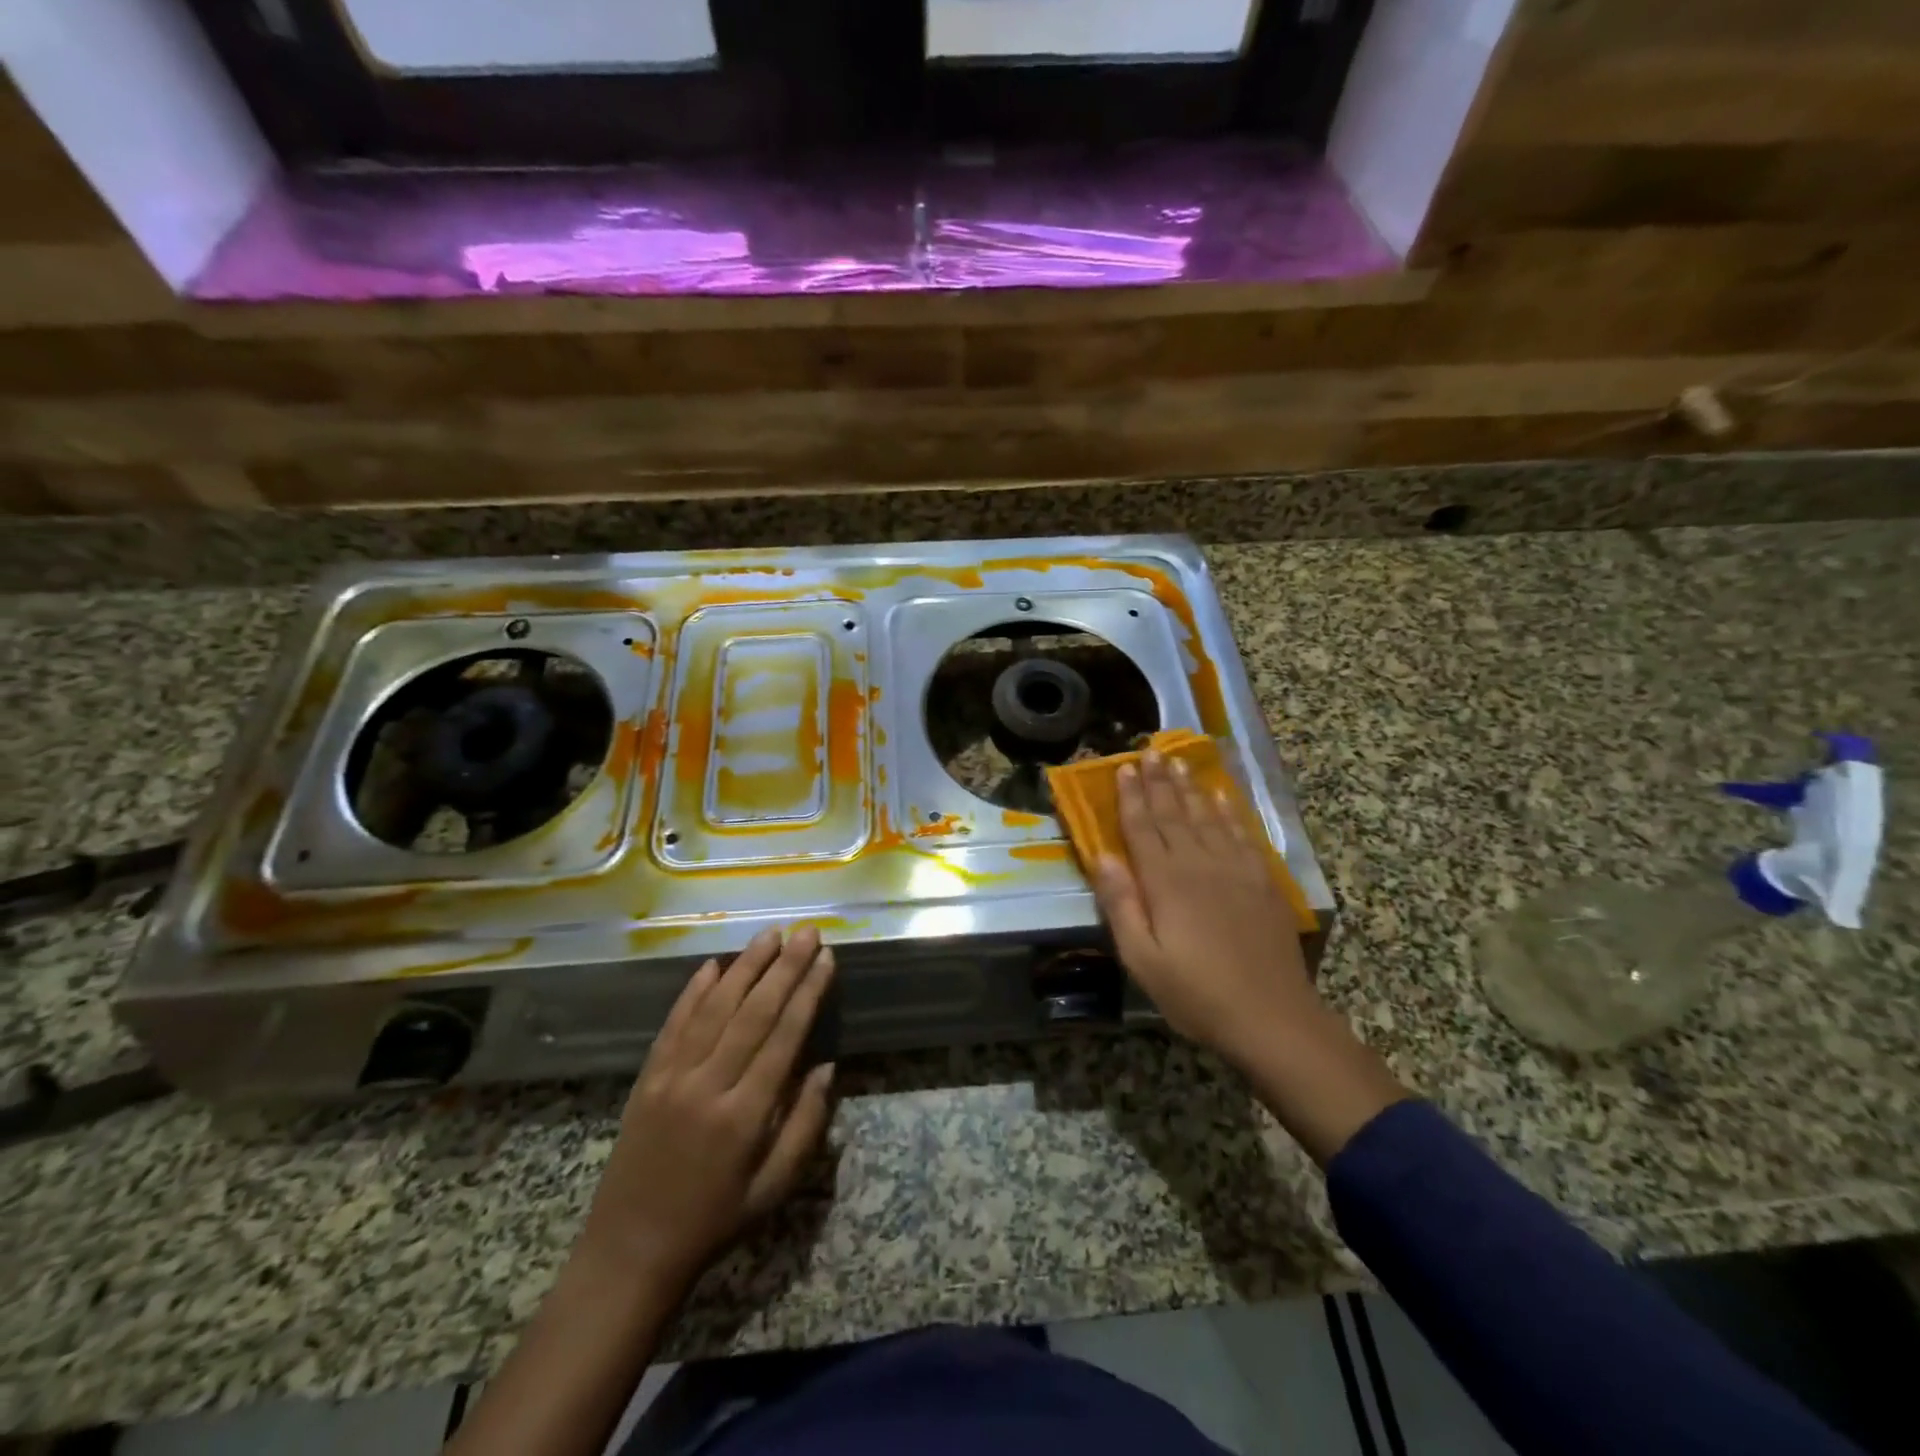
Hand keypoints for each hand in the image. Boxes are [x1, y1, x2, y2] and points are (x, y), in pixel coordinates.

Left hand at [579, 926, 835, 1292]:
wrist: (629, 1253)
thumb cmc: (714, 1222)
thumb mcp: (773, 1189)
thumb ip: (805, 1125)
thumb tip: (827, 1067)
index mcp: (744, 1116)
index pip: (784, 1037)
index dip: (808, 993)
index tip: (825, 958)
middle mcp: (707, 1086)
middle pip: (753, 1012)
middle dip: (784, 967)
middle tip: (806, 931)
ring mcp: (671, 1078)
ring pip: (714, 1008)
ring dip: (744, 966)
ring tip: (769, 934)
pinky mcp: (647, 1078)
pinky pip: (674, 1024)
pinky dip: (694, 992)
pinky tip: (713, 964)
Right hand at [1091, 751, 1318, 1067]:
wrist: (1272, 1017)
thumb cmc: (1196, 994)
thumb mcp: (1142, 958)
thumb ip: (1121, 904)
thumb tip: (1102, 855)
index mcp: (1166, 882)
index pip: (1143, 828)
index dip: (1131, 797)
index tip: (1123, 767)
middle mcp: (1200, 864)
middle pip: (1174, 814)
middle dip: (1159, 782)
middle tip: (1150, 751)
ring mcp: (1236, 869)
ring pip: (1207, 817)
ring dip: (1191, 788)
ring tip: (1179, 762)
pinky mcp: (1262, 881)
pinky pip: (1242, 833)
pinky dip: (1229, 811)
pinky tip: (1221, 797)